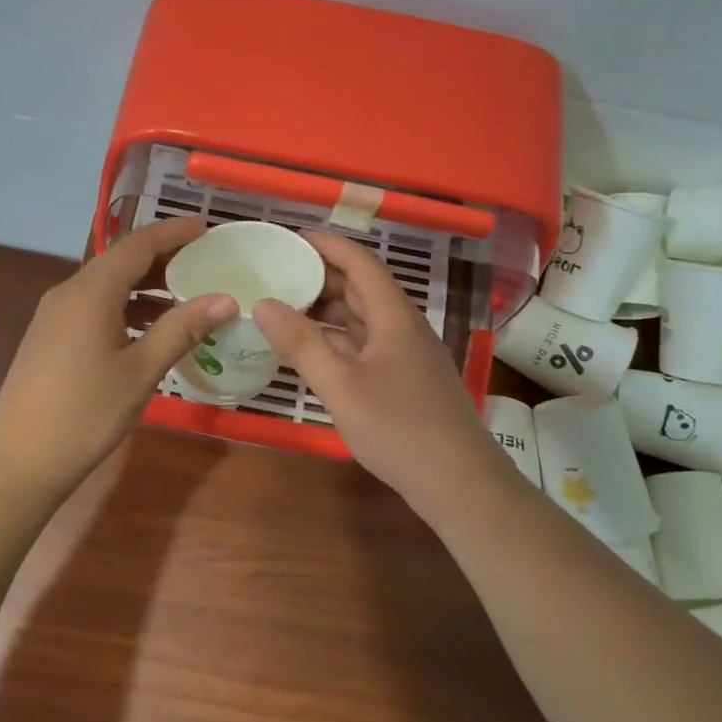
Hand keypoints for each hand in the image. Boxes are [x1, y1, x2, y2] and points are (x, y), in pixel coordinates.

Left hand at [0, 218, 237, 500]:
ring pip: (107, 285)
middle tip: (204, 263)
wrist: (19, 461)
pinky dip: (126, 308)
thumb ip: (182, 329)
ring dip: (145, 286)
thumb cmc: (86, 413)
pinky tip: (149, 330)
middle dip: (162, 258)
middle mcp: (68, 292)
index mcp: (91, 291)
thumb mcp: (141, 371)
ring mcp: (54, 315)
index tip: (206, 228)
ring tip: (186, 297)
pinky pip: (94, 307)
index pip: (137, 244)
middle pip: (120, 261)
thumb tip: (226, 299)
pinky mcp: (50, 337)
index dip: (173, 232)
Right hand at [253, 231, 510, 510]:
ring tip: (288, 310)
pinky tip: (316, 353)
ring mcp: (408, 356)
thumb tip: (262, 303)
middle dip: (323, 277)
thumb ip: (302, 344)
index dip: (328, 246)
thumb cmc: (399, 428)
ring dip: (330, 311)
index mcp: (394, 317)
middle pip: (363, 289)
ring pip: (365, 320)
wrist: (458, 483)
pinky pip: (368, 346)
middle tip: (279, 275)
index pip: (361, 263)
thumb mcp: (341, 386)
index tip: (292, 238)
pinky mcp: (407, 382)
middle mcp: (404, 328)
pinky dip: (339, 341)